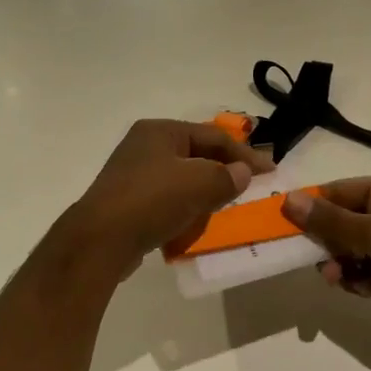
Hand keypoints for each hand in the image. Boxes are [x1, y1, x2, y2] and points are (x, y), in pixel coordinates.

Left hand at [68, 120, 274, 277]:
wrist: (101, 240)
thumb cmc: (152, 200)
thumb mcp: (198, 183)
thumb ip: (226, 176)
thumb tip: (242, 173)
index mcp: (159, 130)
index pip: (212, 135)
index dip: (244, 153)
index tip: (270, 171)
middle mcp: (144, 145)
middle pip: (196, 154)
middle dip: (223, 171)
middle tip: (249, 187)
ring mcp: (132, 174)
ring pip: (181, 178)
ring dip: (204, 192)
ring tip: (225, 207)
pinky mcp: (127, 202)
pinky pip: (166, 200)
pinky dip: (184, 209)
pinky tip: (195, 224)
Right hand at [282, 177, 370, 354]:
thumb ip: (332, 220)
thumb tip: (290, 200)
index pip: (340, 191)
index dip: (312, 206)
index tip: (283, 224)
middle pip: (343, 220)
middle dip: (327, 241)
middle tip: (314, 261)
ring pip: (351, 247)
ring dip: (341, 263)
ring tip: (340, 281)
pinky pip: (364, 268)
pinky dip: (357, 278)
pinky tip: (362, 291)